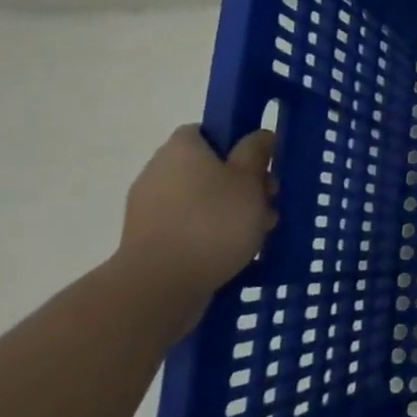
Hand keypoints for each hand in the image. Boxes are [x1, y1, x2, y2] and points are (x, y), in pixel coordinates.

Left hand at [119, 126, 277, 295]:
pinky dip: (210, 233)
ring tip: (258, 232)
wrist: (160, 285)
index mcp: (181, 148)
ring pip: (202, 199)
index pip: (207, 131)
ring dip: (230, 211)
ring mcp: (149, 208)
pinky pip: (188, 226)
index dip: (236, 143)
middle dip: (241, 183)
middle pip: (208, 167)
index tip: (259, 164)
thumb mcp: (250, 179)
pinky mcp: (148, 240)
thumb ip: (256, 152)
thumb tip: (259, 135)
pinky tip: (234, 251)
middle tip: (268, 201)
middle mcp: (158, 171)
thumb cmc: (213, 222)